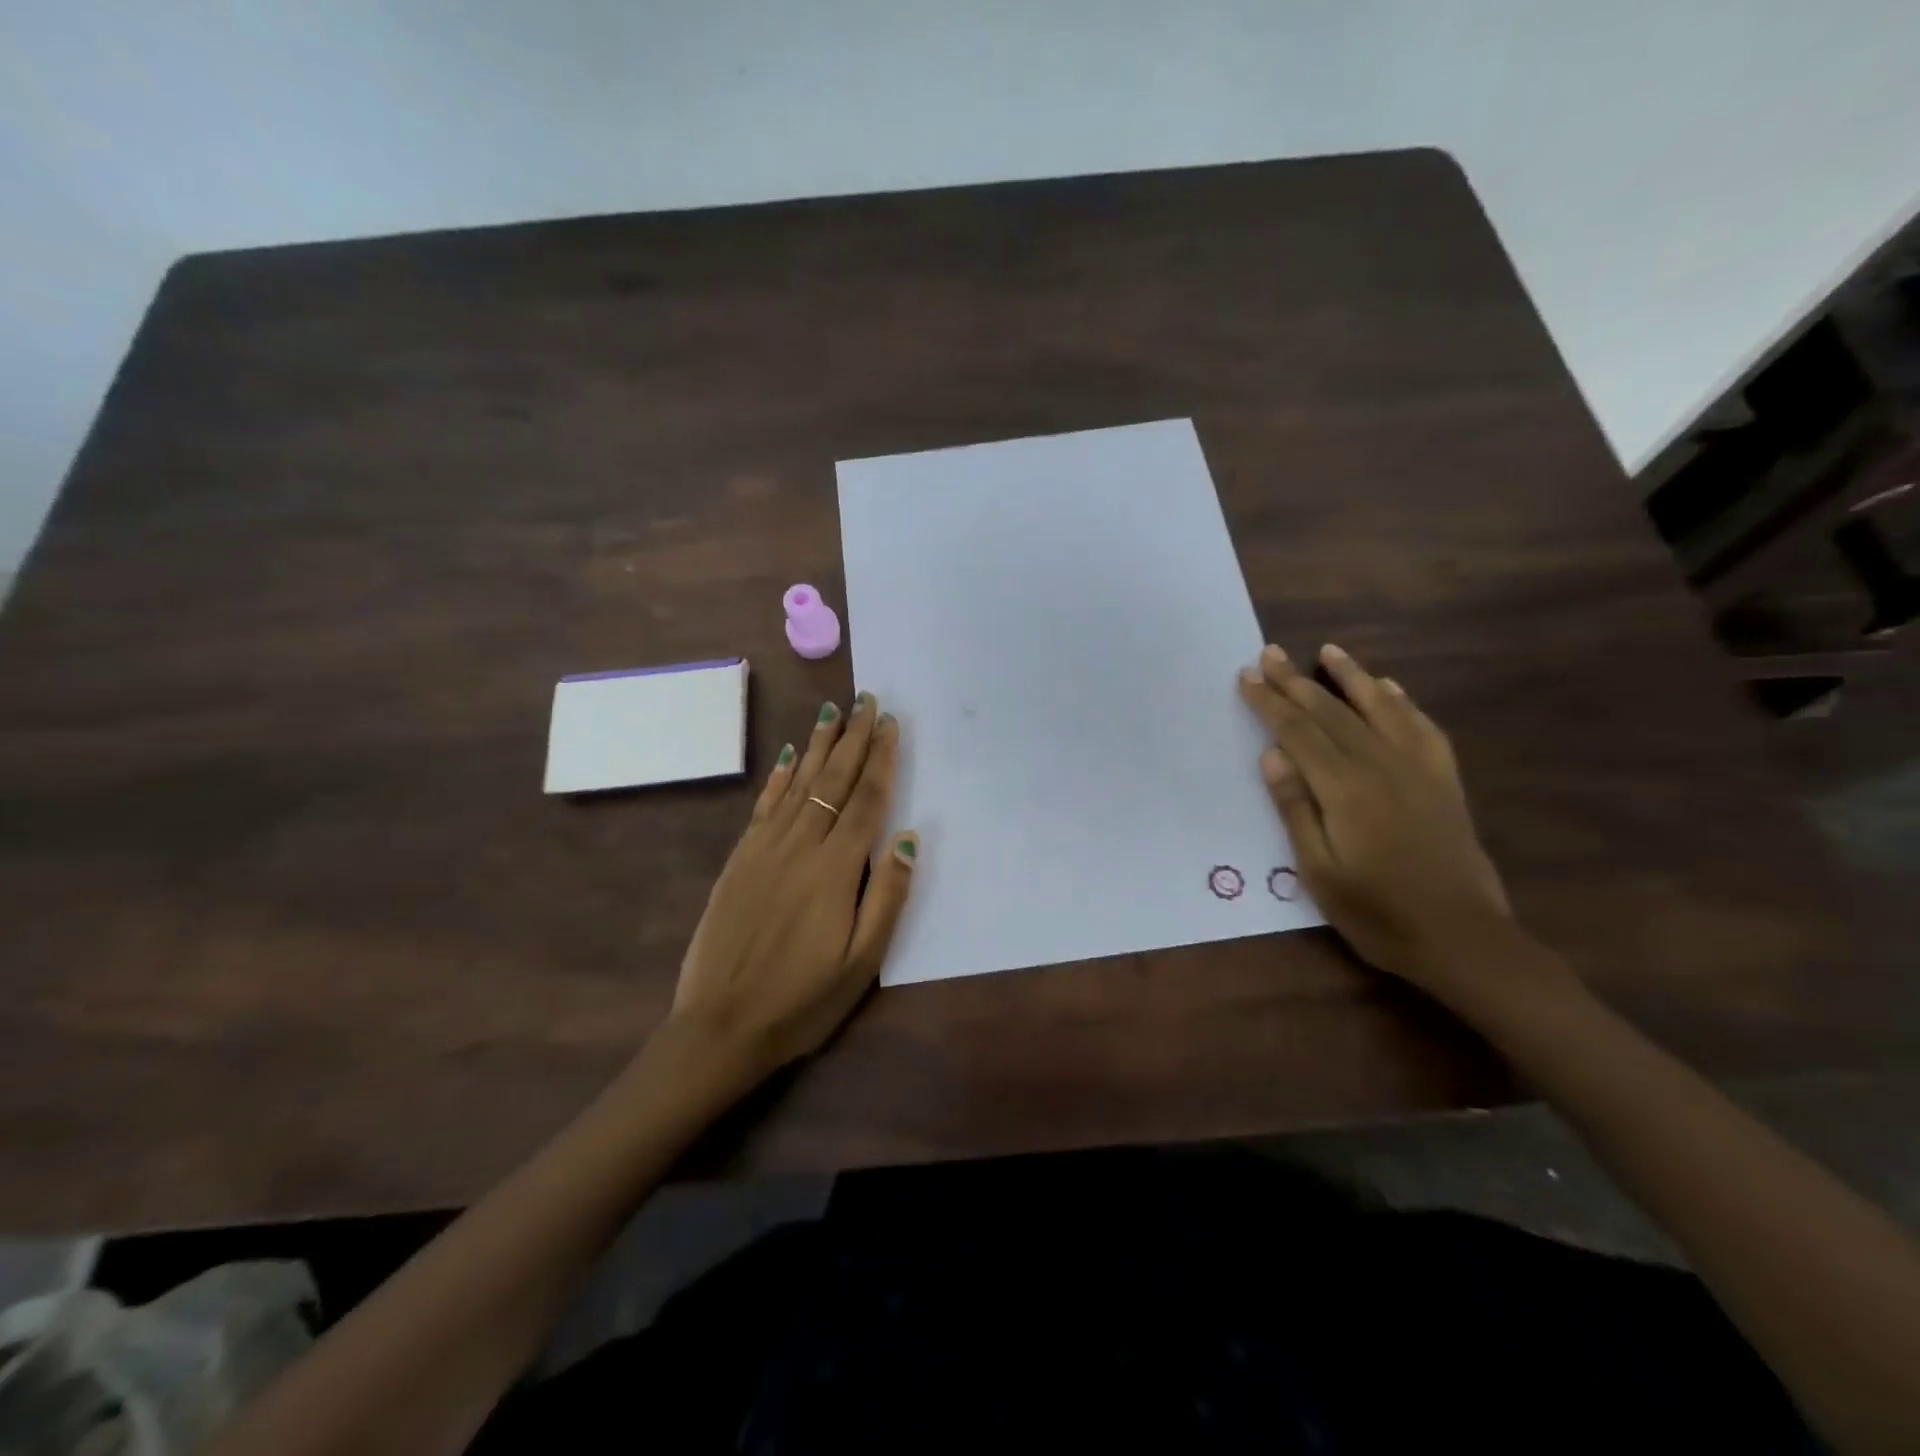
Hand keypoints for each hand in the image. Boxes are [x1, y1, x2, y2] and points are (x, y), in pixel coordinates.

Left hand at [669, 693, 918, 1078]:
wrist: (720, 1026)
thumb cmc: (802, 1000)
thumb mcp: (862, 963)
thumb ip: (887, 896)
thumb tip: (909, 837)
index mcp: (835, 870)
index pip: (866, 800)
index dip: (881, 758)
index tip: (890, 722)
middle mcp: (800, 847)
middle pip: (832, 781)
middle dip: (852, 737)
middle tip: (865, 699)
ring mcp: (764, 850)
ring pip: (797, 784)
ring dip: (817, 746)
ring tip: (831, 712)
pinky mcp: (739, 860)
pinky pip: (763, 806)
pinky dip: (778, 777)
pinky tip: (787, 756)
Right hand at [1238, 643, 1522, 1000]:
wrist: (1464, 939)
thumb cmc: (1378, 913)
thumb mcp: (1319, 871)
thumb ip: (1296, 809)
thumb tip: (1272, 756)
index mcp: (1345, 789)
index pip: (1298, 732)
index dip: (1270, 703)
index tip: (1248, 675)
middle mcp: (1382, 766)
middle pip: (1332, 713)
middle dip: (1297, 681)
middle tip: (1271, 653)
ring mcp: (1419, 770)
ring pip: (1380, 709)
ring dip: (1352, 677)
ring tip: (1330, 651)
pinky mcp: (1444, 782)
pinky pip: (1422, 729)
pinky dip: (1403, 703)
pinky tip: (1391, 689)